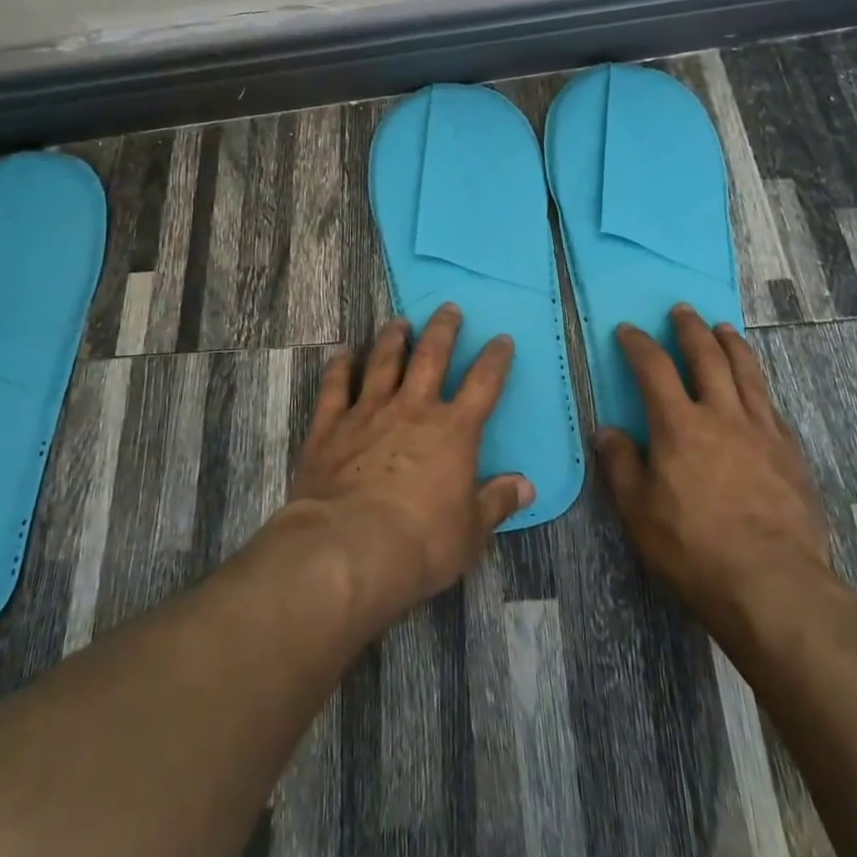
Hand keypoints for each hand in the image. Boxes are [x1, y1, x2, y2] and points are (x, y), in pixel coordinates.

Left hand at [279, 304, 531, 631]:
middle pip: (432, 356)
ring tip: (398, 321)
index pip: (484, 384)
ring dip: (393, 338)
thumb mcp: (470, 532)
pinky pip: (336, 386)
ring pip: (383, 361)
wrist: (348, 548)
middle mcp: (413, 409)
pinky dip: (340, 366)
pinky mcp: (330, 426)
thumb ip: (496, 502)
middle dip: (443, 329)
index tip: (502, 339)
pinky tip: (342, 352)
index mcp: (453, 431)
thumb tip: (526, 486)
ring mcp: (368, 412)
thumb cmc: (420, 543)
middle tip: (448, 308)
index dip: (495, 359)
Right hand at [596, 304, 835, 632]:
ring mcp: (763, 431)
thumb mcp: (639, 511)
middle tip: (683, 310)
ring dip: (732, 345)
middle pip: (707, 357)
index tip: (628, 330)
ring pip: (747, 373)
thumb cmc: (694, 548)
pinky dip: (759, 386)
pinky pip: (772, 406)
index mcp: (680, 425)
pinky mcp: (791, 453)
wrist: (774, 584)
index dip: (639, 344)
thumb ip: (621, 465)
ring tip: (723, 328)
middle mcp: (723, 415)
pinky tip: (758, 390)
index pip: (654, 368)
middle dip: (691, 329)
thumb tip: (608, 430)